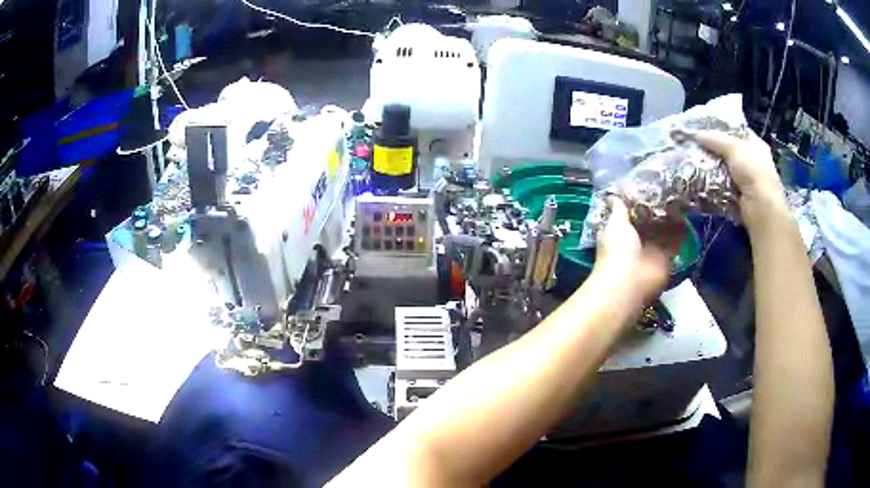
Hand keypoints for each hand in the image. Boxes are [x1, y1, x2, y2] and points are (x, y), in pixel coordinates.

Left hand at [594, 197, 683, 302]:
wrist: (629, 282)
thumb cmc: (618, 250)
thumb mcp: (616, 224)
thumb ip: (619, 210)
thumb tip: (613, 196)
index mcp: (623, 231)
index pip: (635, 214)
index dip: (643, 203)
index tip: (654, 186)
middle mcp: (638, 241)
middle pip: (653, 223)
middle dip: (661, 210)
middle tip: (674, 190)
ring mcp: (653, 251)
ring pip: (666, 232)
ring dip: (674, 220)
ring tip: (684, 199)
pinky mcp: (667, 260)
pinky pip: (676, 244)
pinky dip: (683, 233)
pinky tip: (690, 216)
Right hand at [691, 130, 787, 227]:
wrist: (760, 208)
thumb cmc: (753, 171)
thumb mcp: (733, 148)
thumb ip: (715, 139)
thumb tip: (696, 134)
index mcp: (755, 144)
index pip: (737, 131)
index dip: (722, 128)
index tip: (704, 127)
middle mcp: (752, 161)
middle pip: (729, 150)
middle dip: (713, 149)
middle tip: (695, 145)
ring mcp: (747, 180)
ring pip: (725, 169)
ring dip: (712, 168)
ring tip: (694, 162)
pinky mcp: (739, 196)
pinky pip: (723, 186)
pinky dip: (714, 185)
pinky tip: (701, 181)